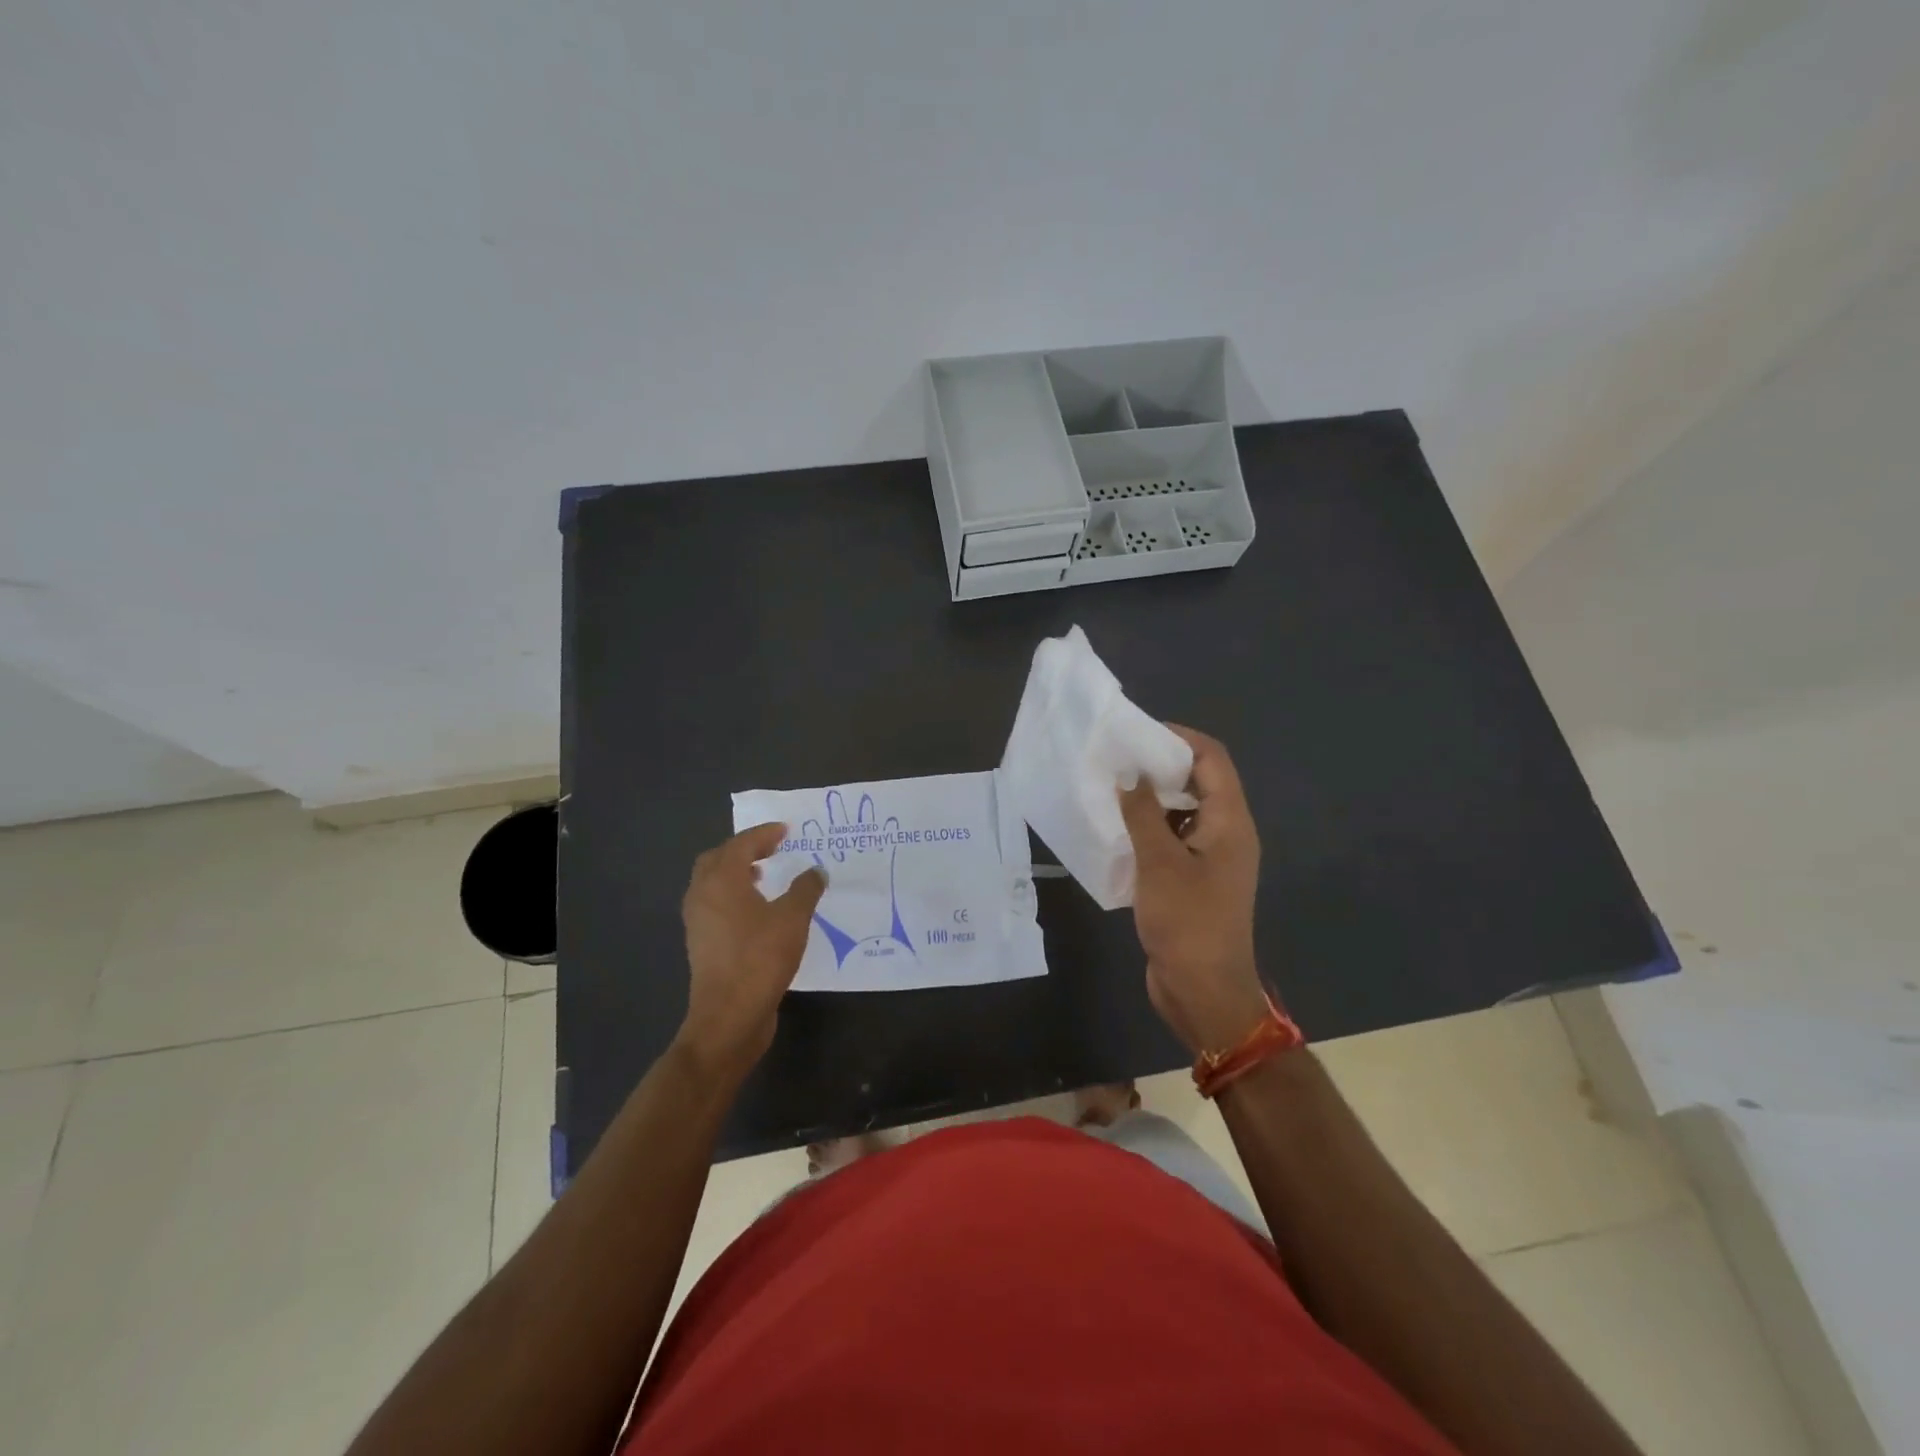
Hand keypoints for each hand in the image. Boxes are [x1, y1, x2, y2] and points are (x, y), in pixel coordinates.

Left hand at [677, 822, 827, 1080]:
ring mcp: (698, 922)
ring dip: (736, 874)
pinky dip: (733, 897)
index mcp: (721, 881)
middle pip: (717, 859)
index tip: (785, 830)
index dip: (764, 834)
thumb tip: (816, 871)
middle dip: (743, 850)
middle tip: (770, 850)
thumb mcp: (793, 919)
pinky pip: (715, 906)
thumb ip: (806, 889)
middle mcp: (703, 895)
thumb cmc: (760, 959)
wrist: (729, 1016)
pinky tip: (758, 911)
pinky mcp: (702, 944)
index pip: (741, 844)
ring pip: (712, 884)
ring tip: (764, 877)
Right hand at [1117, 725, 1271, 1055]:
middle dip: (1160, 766)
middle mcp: (1226, 833)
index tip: (1138, 733)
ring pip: (1183, 812)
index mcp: (1230, 822)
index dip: (1179, 738)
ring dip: (1151, 799)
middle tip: (1118, 759)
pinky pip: (1172, 840)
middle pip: (1199, 781)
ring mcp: (1211, 859)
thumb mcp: (1159, 863)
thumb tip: (1130, 775)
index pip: (1212, 759)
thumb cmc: (1187, 923)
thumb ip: (1142, 814)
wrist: (1203, 991)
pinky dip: (1149, 828)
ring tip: (1111, 789)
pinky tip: (1117, 830)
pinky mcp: (1193, 880)